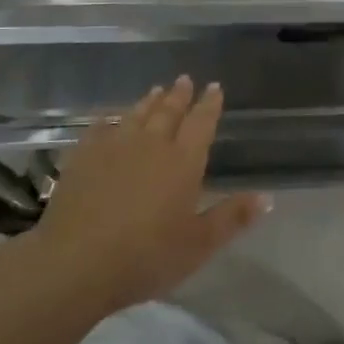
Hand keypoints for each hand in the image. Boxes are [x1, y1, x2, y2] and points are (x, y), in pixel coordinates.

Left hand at [31, 77, 267, 314]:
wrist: (76, 263)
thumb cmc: (146, 256)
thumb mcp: (198, 244)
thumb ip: (232, 218)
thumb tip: (267, 196)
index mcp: (183, 161)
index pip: (201, 123)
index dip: (210, 104)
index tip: (215, 87)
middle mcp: (151, 144)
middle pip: (168, 112)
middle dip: (179, 95)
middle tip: (185, 80)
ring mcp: (114, 147)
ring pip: (136, 114)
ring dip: (149, 102)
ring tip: (156, 90)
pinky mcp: (83, 157)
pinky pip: (100, 128)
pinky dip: (110, 119)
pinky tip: (110, 118)